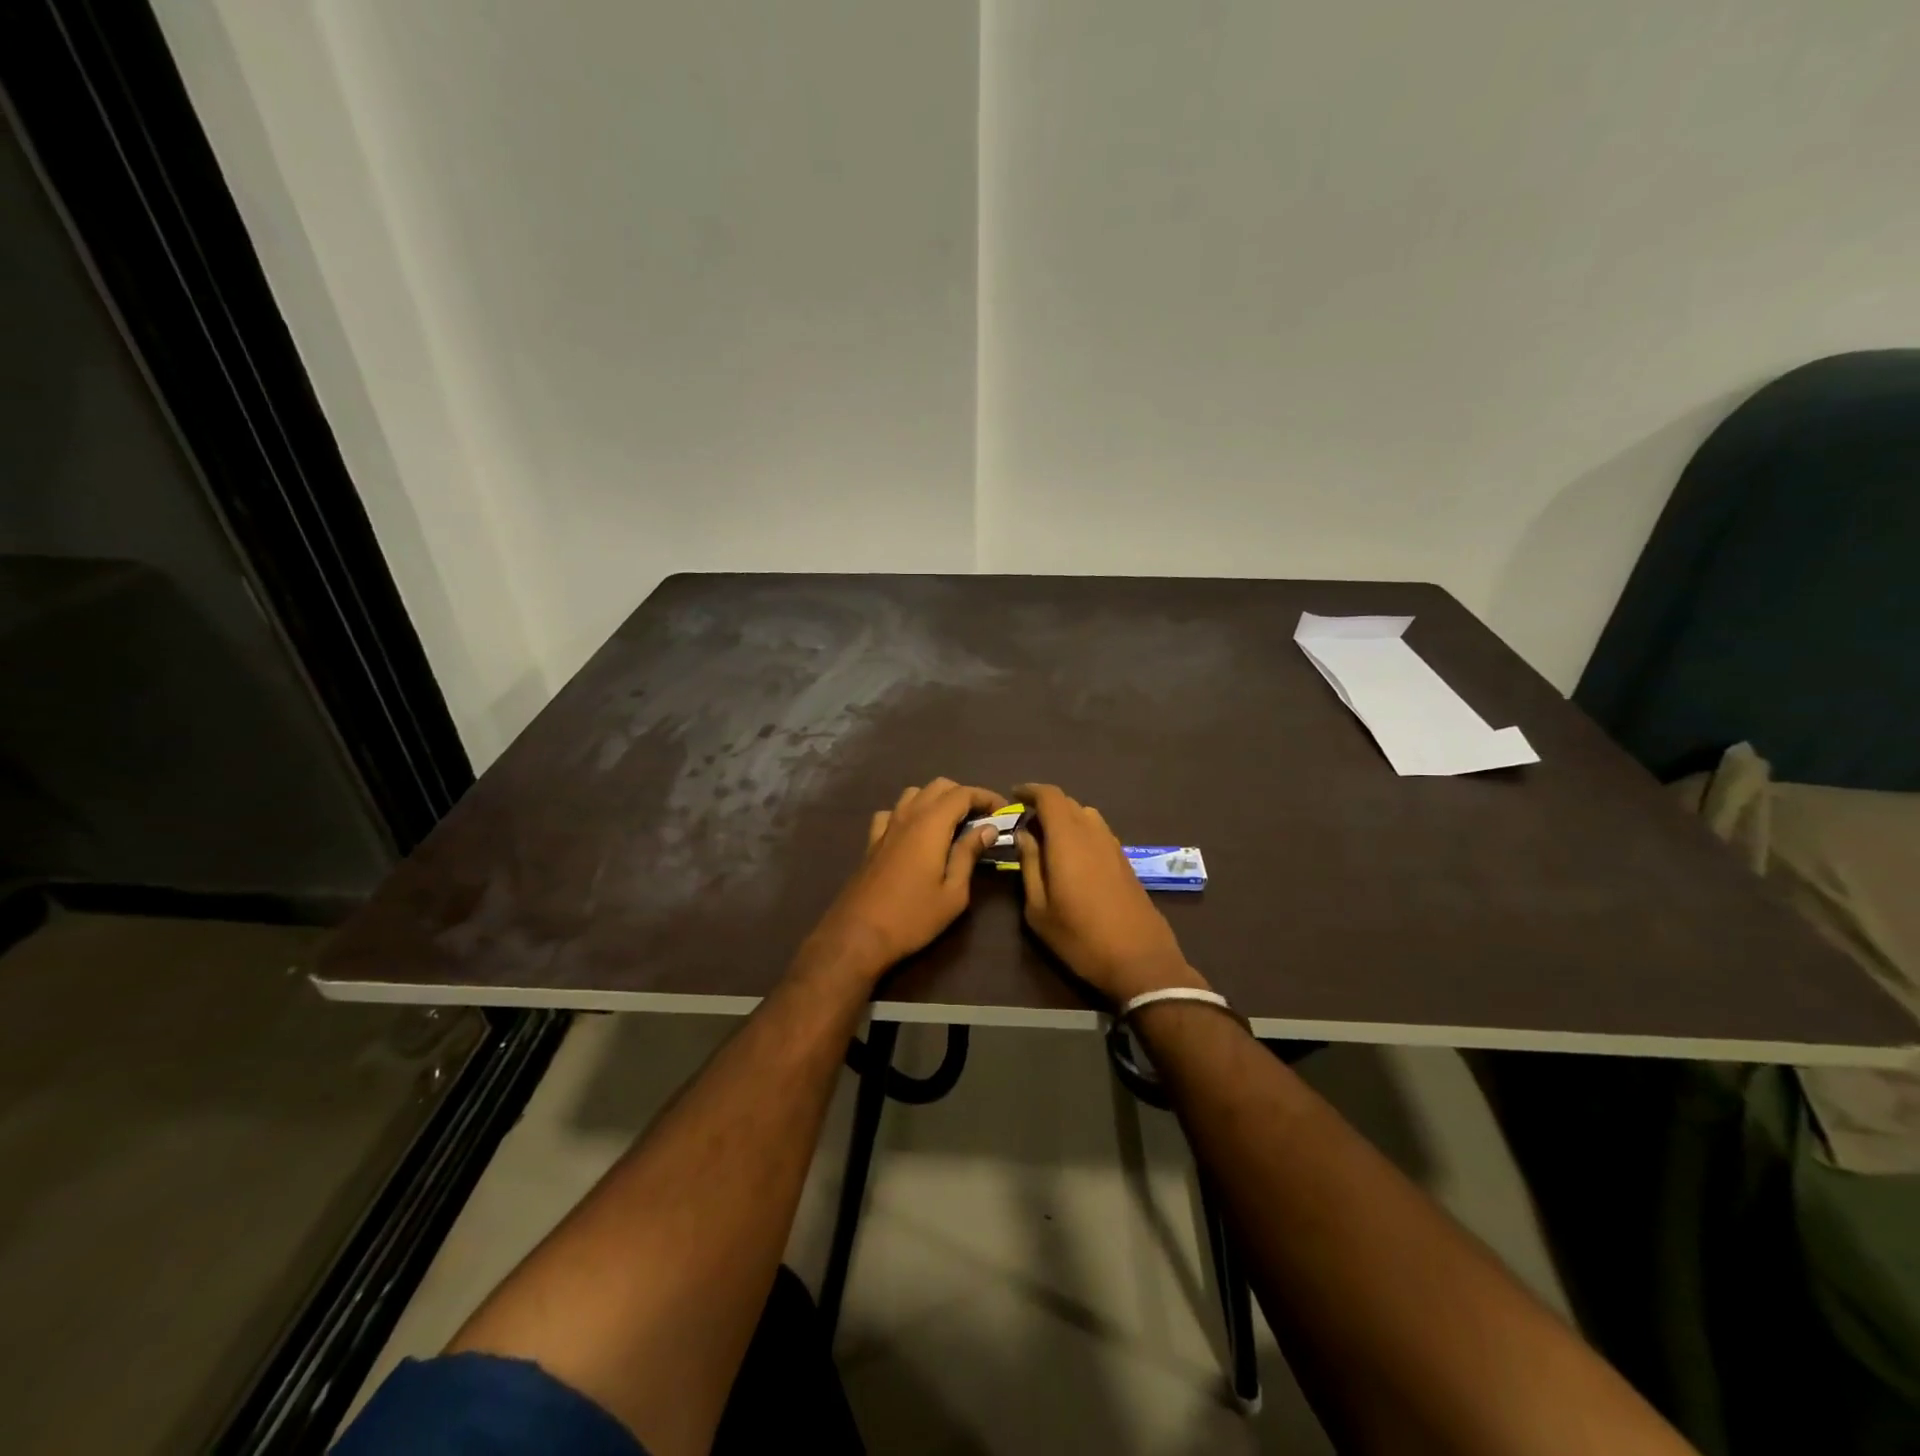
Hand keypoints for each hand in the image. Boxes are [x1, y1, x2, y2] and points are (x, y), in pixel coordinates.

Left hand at [802, 778, 1003, 983]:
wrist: (858, 934)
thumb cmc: (913, 917)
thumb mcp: (953, 892)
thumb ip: (969, 854)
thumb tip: (987, 829)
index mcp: (931, 824)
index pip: (963, 793)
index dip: (986, 797)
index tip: (1004, 811)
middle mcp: (907, 816)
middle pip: (938, 786)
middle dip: (964, 795)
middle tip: (982, 818)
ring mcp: (886, 827)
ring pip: (914, 794)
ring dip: (936, 800)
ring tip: (952, 824)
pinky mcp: (872, 841)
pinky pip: (893, 812)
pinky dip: (909, 813)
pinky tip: (915, 833)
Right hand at [1015, 783, 1207, 1004]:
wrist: (1140, 960)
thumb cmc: (1080, 937)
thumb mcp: (1039, 908)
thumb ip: (1029, 865)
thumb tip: (1024, 835)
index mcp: (1068, 839)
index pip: (1050, 796)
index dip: (1030, 790)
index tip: (1013, 796)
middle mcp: (1093, 833)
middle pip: (1068, 803)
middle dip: (1044, 806)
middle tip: (1025, 825)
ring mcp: (1114, 846)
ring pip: (1086, 815)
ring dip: (1065, 818)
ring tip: (1048, 841)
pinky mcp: (1125, 861)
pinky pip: (1098, 832)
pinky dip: (1081, 832)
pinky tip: (1072, 858)